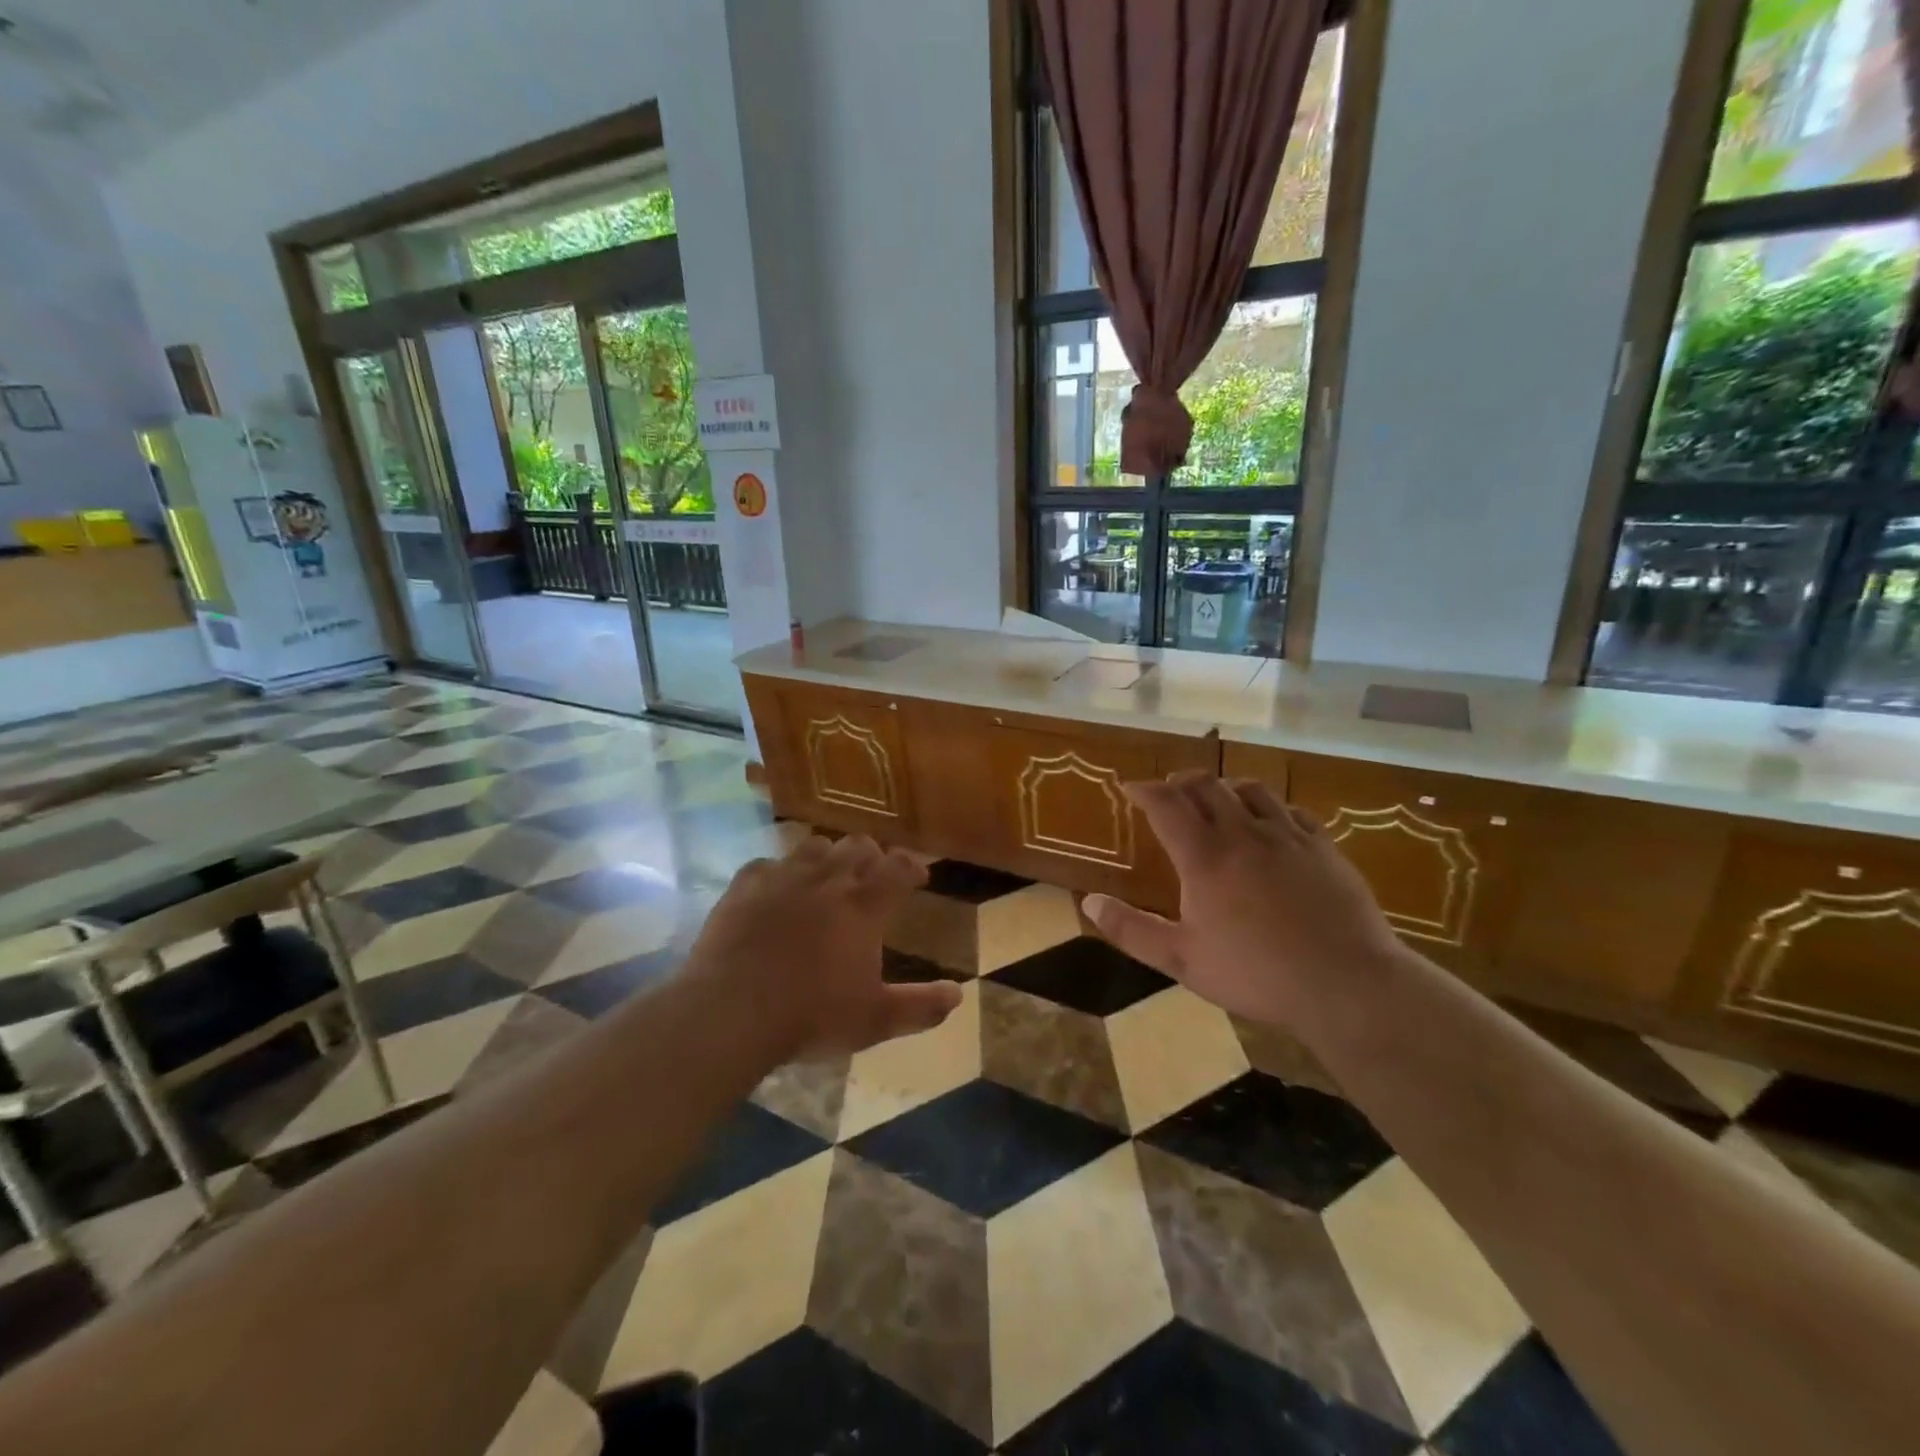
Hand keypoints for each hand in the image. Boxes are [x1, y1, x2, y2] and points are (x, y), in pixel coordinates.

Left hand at [682, 833, 962, 1062]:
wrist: (731, 1011)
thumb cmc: (811, 1016)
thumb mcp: (874, 1021)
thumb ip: (920, 1007)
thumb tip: (958, 995)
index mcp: (864, 905)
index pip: (899, 868)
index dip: (912, 868)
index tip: (918, 876)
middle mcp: (828, 880)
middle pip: (858, 846)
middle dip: (872, 856)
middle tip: (873, 876)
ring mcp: (783, 878)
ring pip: (814, 845)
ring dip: (828, 856)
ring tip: (827, 876)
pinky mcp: (745, 886)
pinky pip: (767, 863)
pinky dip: (779, 872)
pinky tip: (776, 889)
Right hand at [1083, 772, 1401, 1027]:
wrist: (1346, 984)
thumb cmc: (1256, 974)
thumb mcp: (1182, 959)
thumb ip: (1131, 930)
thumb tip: (1089, 902)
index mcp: (1204, 857)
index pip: (1166, 804)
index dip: (1144, 790)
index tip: (1130, 787)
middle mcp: (1242, 833)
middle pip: (1206, 786)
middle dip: (1181, 781)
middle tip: (1168, 789)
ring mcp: (1287, 836)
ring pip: (1251, 789)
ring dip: (1224, 786)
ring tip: (1215, 795)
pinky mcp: (1323, 847)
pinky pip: (1291, 810)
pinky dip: (1269, 806)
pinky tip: (1270, 820)